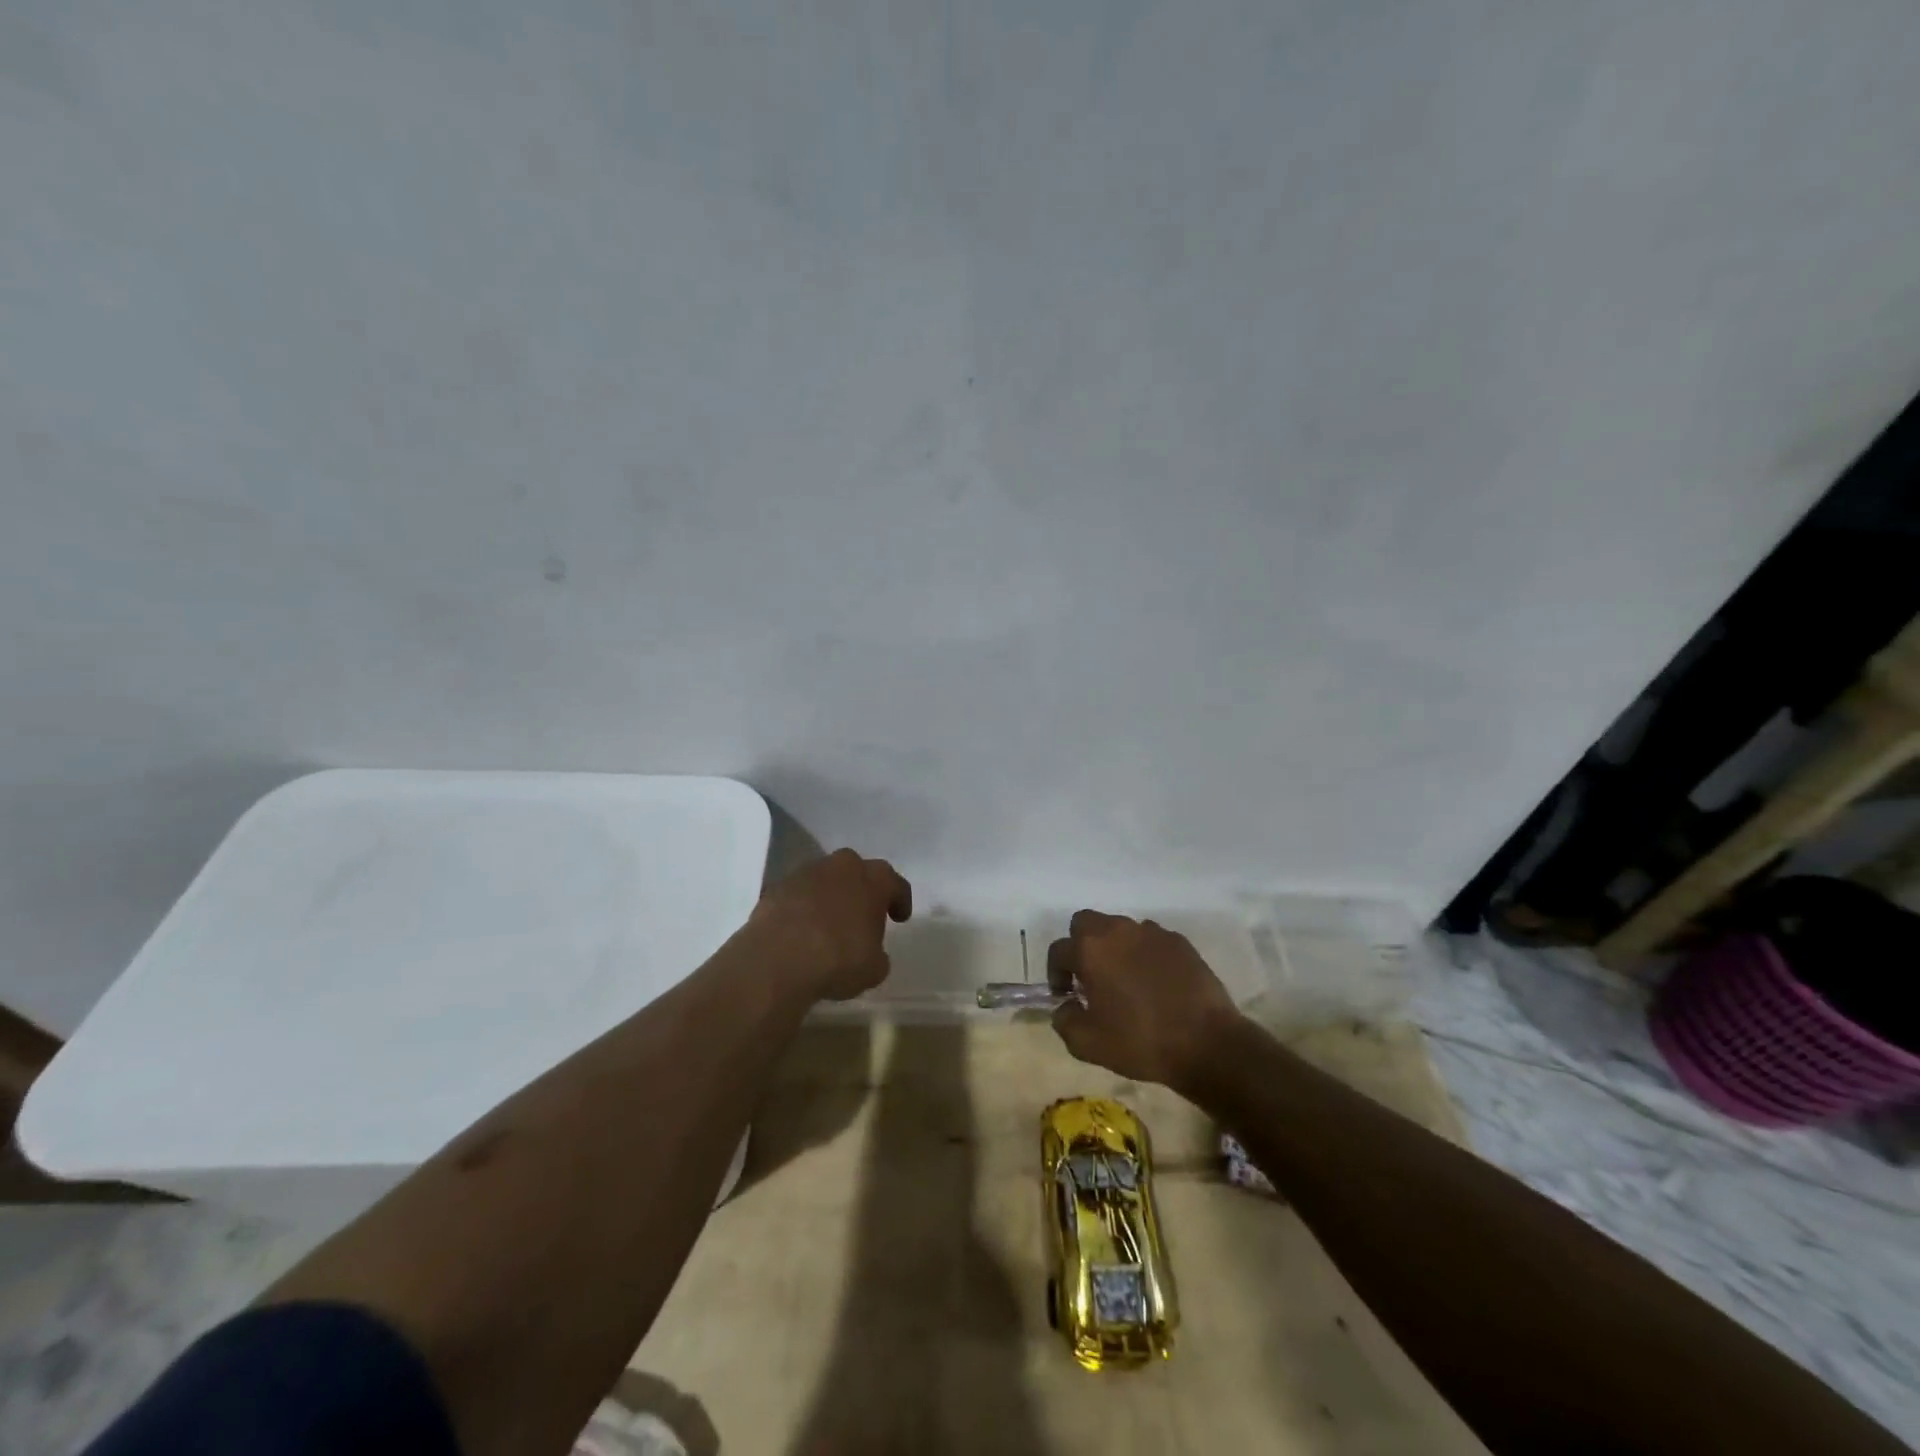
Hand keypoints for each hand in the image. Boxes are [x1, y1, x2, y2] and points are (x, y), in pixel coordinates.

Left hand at [746, 849, 912, 1001]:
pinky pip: (799, 894)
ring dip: (831, 896)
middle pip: (858, 872)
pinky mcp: (777, 886)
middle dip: (862, 890)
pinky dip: (804, 907)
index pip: (895, 883)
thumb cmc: (838, 959)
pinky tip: (802, 931)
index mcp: (874, 879)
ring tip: (829, 924)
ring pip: (826, 880)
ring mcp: (806, 872)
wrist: (776, 959)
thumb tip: (870, 953)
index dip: (900, 900)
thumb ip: (877, 954)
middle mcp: (842, 866)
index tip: (899, 918)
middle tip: (863, 915)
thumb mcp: (874, 968)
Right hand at [1048, 911, 1243, 1089]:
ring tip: (1124, 979)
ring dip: (1113, 947)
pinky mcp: (1179, 941)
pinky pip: (1150, 939)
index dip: (1056, 973)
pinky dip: (1143, 953)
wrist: (1207, 1043)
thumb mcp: (1088, 1044)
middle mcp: (1118, 931)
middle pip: (1085, 923)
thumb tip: (1065, 1006)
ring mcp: (1151, 932)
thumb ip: (1064, 1021)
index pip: (1059, 950)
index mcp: (1091, 950)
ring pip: (1119, 928)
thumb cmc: (1141, 1041)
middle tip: (1089, 977)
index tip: (1066, 996)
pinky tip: (1154, 981)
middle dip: (1080, 945)